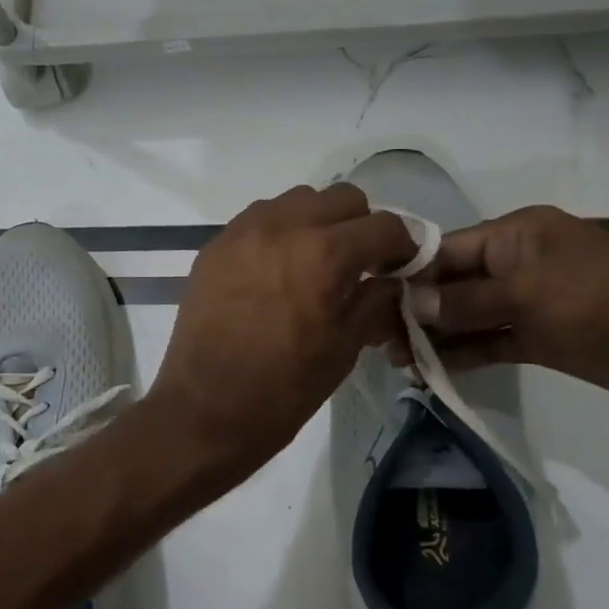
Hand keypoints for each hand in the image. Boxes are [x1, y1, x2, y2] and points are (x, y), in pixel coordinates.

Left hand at [148, 183, 416, 489]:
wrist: (204, 410)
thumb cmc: (283, 390)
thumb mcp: (344, 348)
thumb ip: (374, 301)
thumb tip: (388, 280)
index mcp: (324, 254)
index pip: (385, 225)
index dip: (403, 246)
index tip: (400, 268)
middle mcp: (283, 227)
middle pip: (342, 198)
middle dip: (360, 226)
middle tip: (359, 264)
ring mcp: (242, 232)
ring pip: (297, 200)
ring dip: (317, 222)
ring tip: (314, 263)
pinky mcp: (214, 246)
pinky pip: (258, 219)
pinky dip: (279, 232)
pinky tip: (276, 270)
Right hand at [394, 205, 608, 415]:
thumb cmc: (603, 299)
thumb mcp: (528, 292)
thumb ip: (466, 302)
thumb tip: (412, 307)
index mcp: (514, 235)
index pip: (445, 250)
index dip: (409, 273)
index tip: (369, 298)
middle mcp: (515, 264)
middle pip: (452, 284)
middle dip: (416, 309)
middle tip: (377, 339)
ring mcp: (528, 303)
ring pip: (467, 317)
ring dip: (435, 336)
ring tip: (396, 361)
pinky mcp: (541, 339)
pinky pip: (490, 342)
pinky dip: (463, 355)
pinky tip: (430, 371)